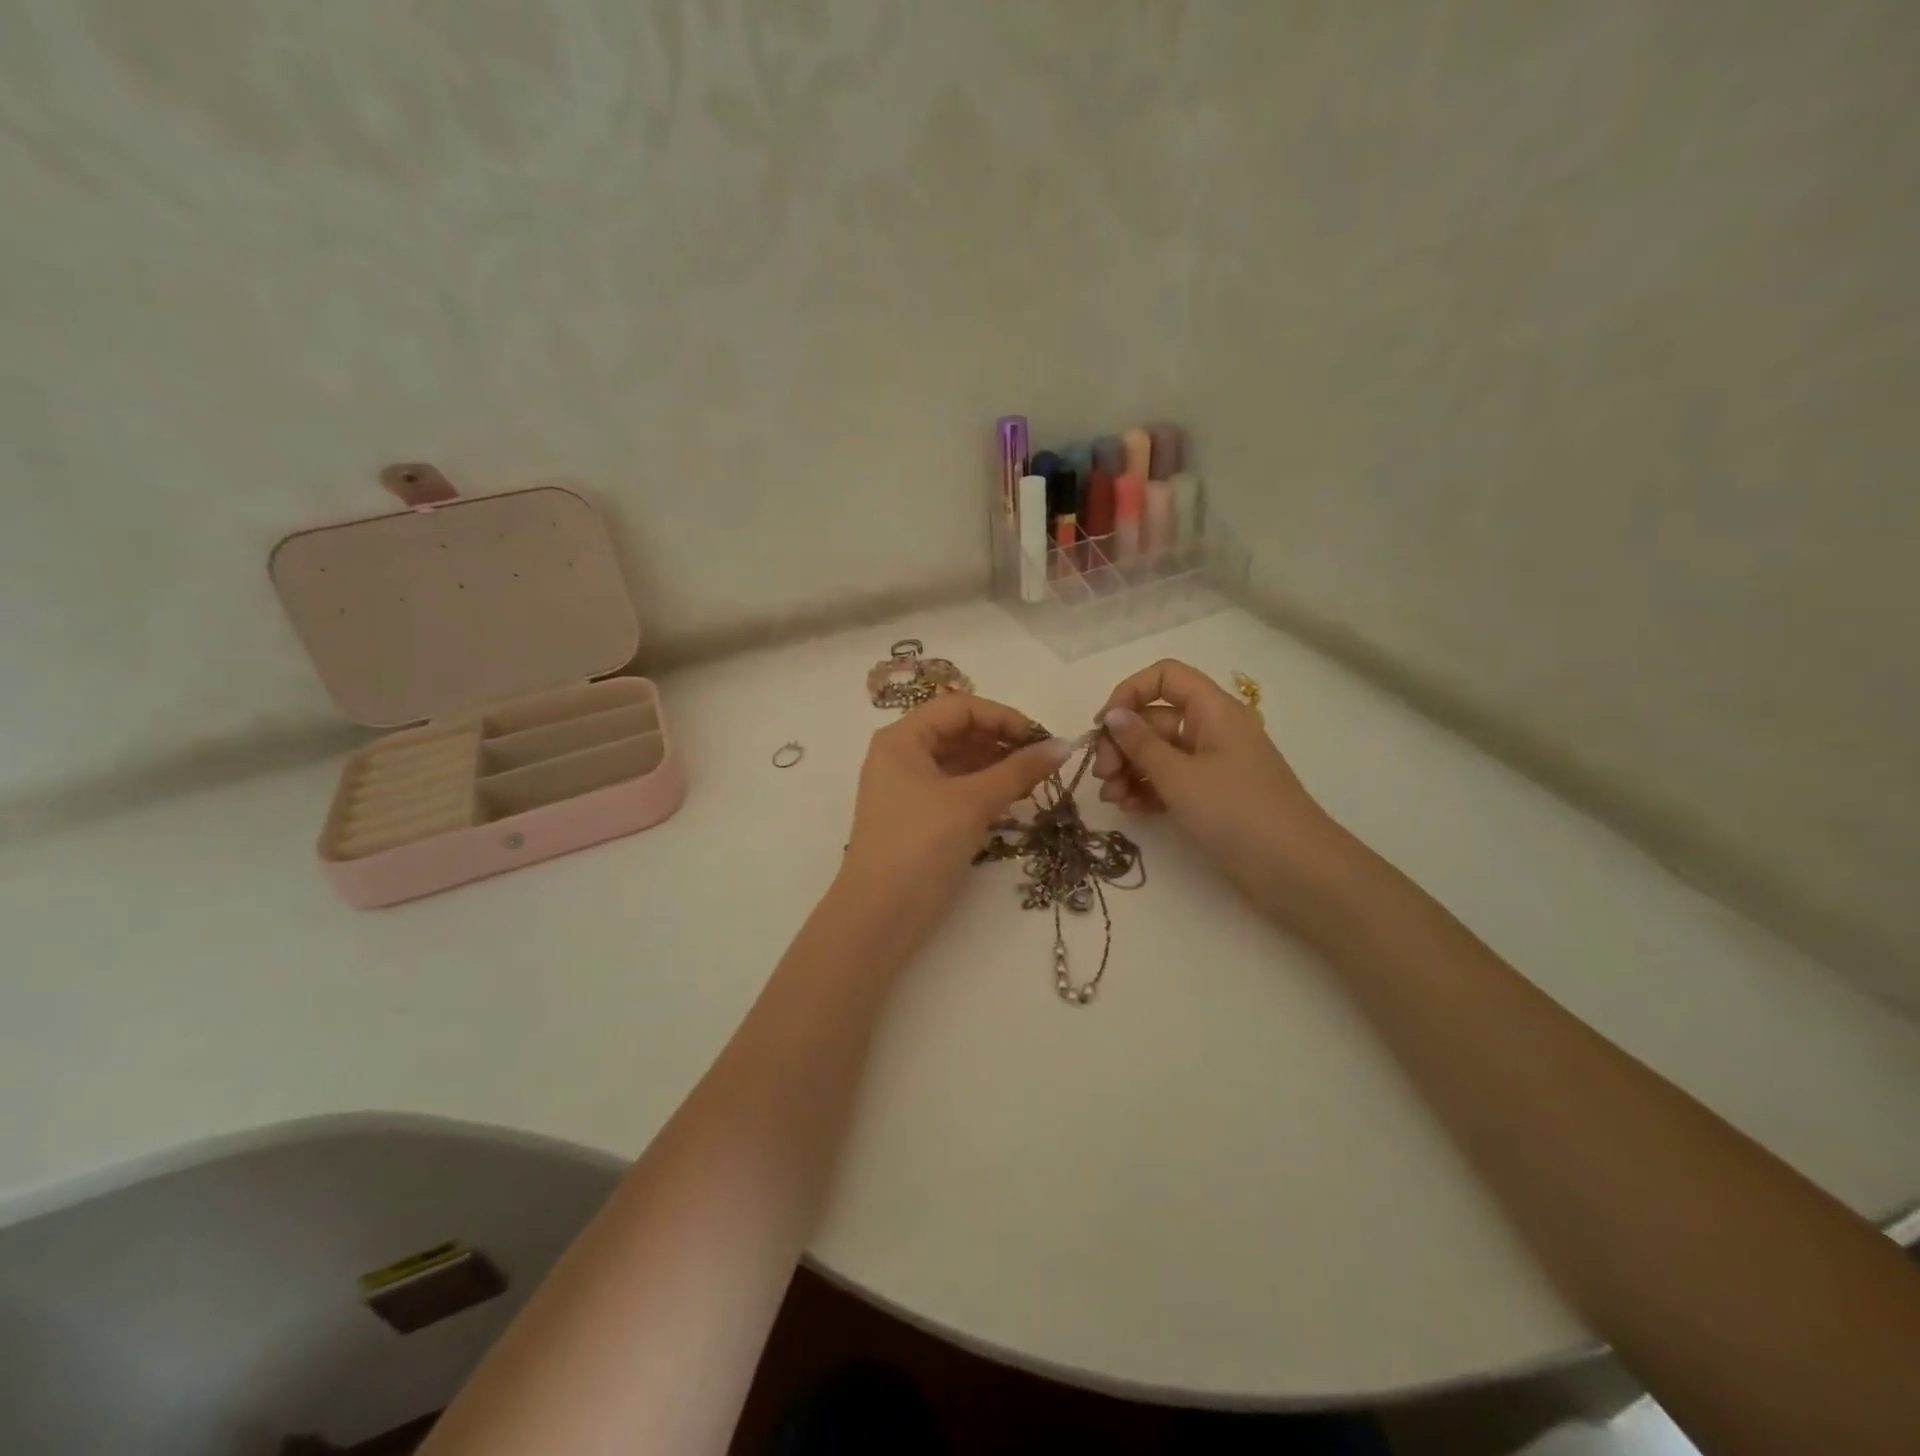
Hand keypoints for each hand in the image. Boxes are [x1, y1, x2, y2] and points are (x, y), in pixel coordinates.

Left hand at [838, 694, 1072, 958]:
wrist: (879, 917)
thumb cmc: (920, 847)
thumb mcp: (972, 803)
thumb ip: (1019, 770)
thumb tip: (1064, 745)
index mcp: (902, 738)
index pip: (960, 708)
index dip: (1003, 717)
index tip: (1041, 739)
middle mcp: (901, 756)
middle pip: (959, 731)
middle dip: (1003, 742)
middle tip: (1044, 762)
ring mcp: (907, 788)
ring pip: (960, 762)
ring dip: (998, 766)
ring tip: (1035, 782)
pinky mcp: (918, 817)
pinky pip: (956, 788)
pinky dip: (985, 789)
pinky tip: (1014, 800)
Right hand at [1091, 659, 1351, 921]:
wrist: (1296, 871)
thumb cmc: (1236, 813)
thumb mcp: (1179, 777)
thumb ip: (1140, 744)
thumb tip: (1113, 714)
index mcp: (1213, 711)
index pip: (1165, 677)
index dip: (1130, 692)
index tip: (1103, 725)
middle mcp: (1212, 730)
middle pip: (1155, 718)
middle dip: (1122, 742)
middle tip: (1102, 775)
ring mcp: (1212, 765)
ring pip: (1158, 753)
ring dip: (1129, 769)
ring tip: (1112, 799)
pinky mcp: (1211, 797)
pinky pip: (1170, 781)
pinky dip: (1147, 790)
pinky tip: (1129, 809)